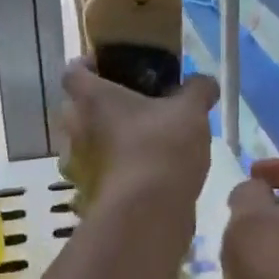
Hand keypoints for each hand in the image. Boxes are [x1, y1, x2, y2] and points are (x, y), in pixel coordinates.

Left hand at [60, 62, 219, 210]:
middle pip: (76, 107)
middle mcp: (74, 128)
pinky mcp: (87, 195)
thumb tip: (205, 82)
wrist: (147, 214)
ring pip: (84, 142)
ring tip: (138, 140)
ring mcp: (77, 165)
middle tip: (132, 105)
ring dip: (104, 140)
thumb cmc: (160, 147)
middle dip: (99, 105)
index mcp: (91, 98)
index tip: (108, 67)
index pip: (73, 71)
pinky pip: (97, 173)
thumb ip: (197, 90)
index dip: (87, 65)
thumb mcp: (190, 111)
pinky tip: (141, 172)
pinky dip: (112, 170)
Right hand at [222, 159, 278, 278]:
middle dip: (268, 210)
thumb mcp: (248, 221)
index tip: (251, 175)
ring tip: (235, 259)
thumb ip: (247, 195)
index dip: (278, 166)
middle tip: (236, 220)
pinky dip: (272, 278)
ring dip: (267, 247)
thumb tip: (255, 191)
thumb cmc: (276, 274)